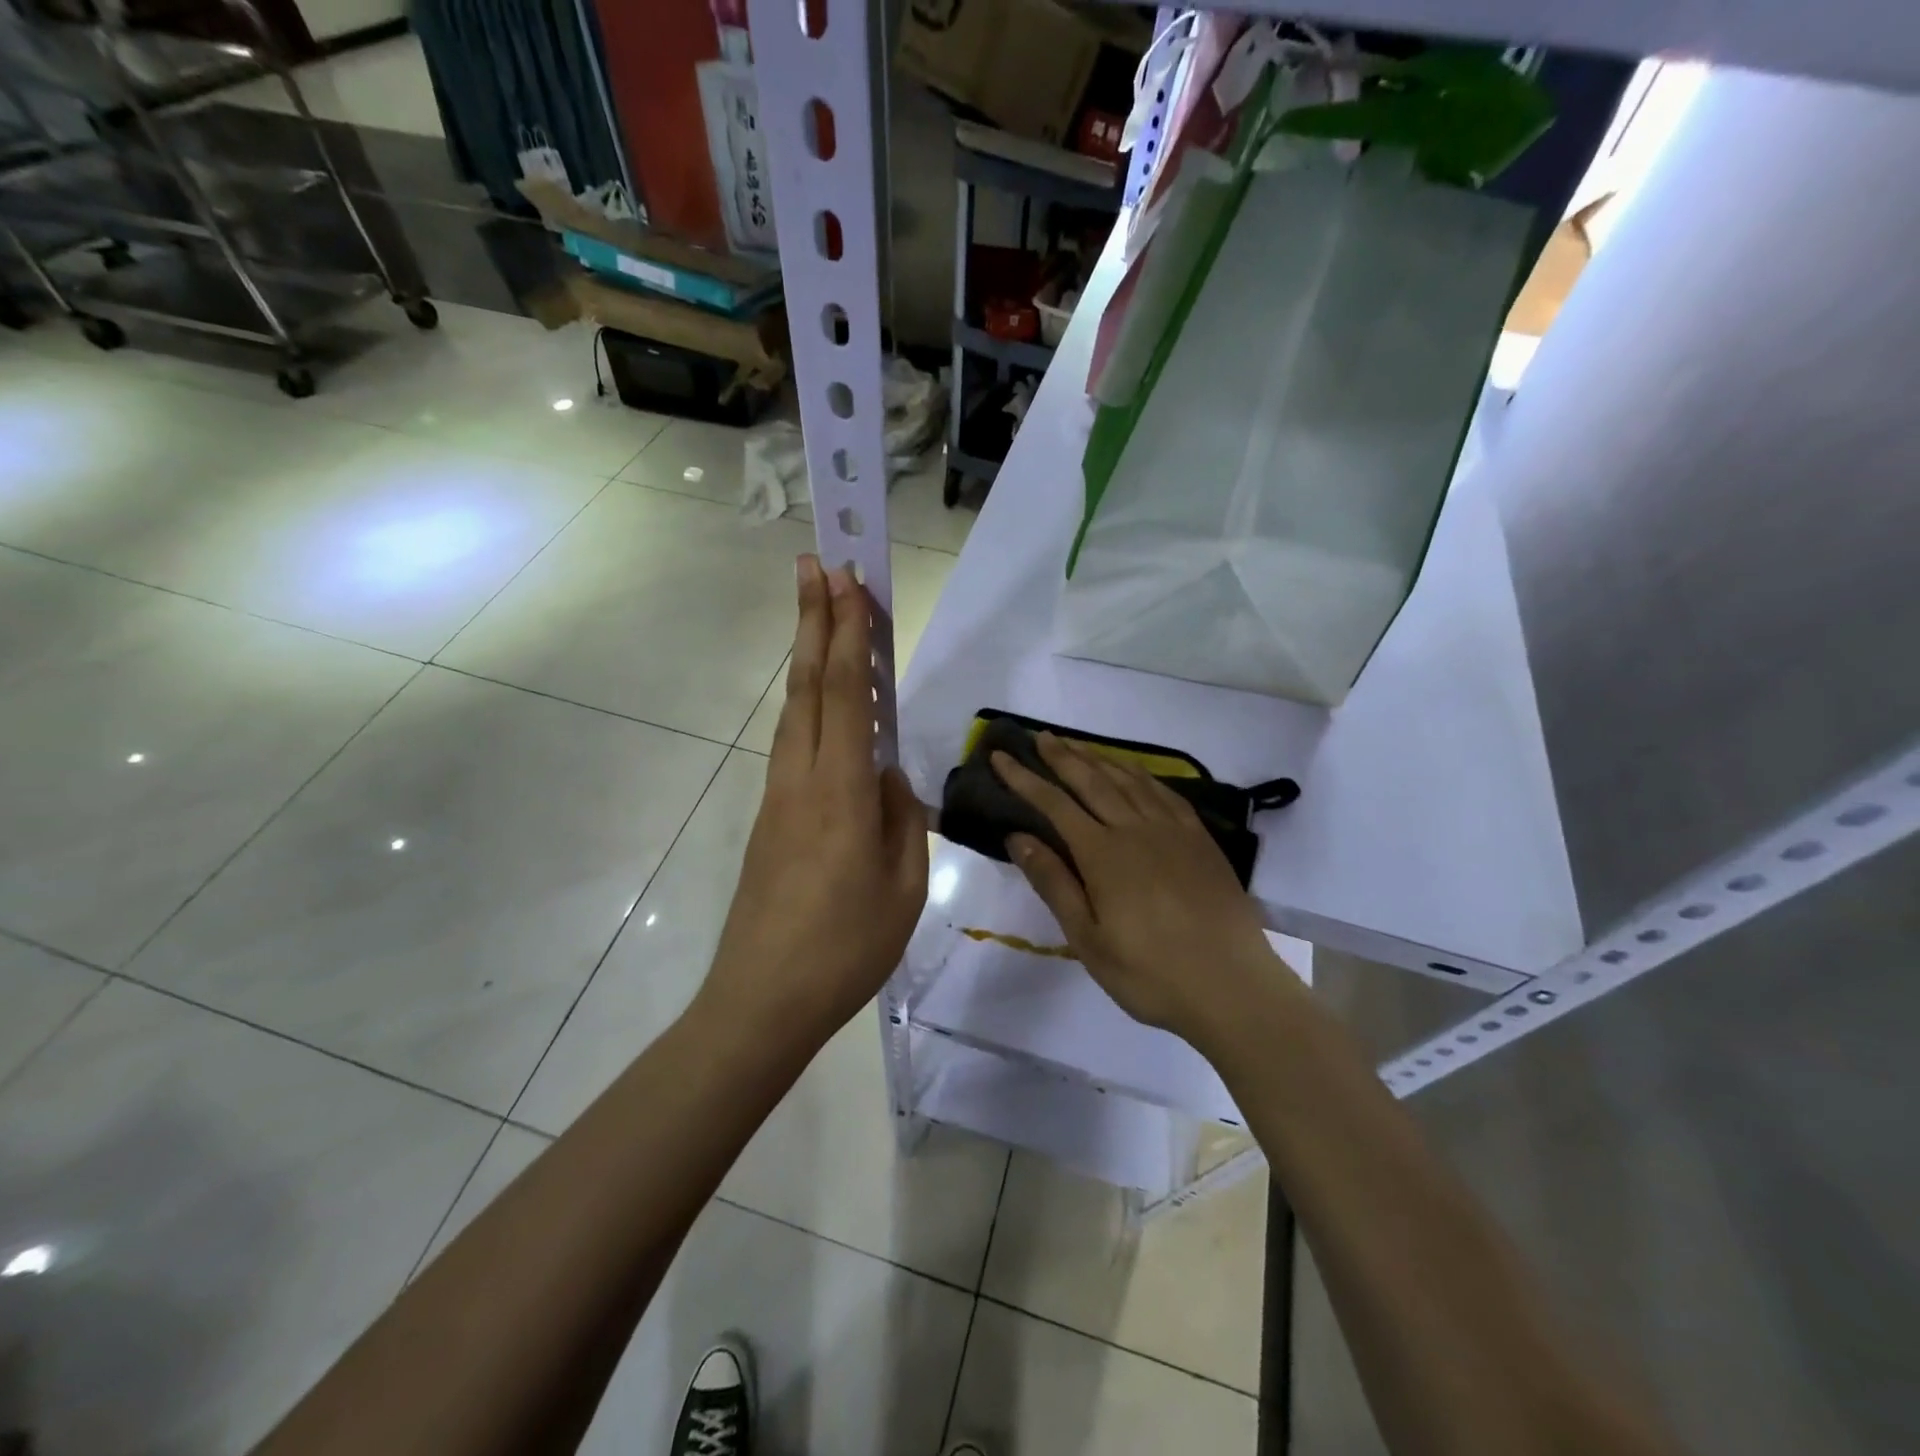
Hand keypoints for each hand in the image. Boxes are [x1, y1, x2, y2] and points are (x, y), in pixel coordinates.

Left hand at [699, 556, 927, 1047]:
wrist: (762, 999)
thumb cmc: (845, 949)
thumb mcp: (902, 887)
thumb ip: (900, 820)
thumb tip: (888, 777)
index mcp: (840, 792)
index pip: (846, 694)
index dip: (846, 633)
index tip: (845, 581)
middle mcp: (802, 778)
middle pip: (808, 684)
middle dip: (814, 620)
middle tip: (817, 565)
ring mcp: (779, 796)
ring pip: (794, 709)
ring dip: (808, 656)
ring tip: (821, 615)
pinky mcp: (771, 816)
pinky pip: (793, 742)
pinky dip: (809, 702)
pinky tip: (823, 701)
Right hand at [993, 734, 1294, 1047]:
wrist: (1232, 987)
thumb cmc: (1150, 973)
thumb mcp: (1088, 939)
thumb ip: (1054, 883)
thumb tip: (1018, 836)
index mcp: (1103, 854)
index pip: (1054, 804)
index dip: (1025, 779)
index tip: (1001, 757)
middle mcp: (1136, 829)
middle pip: (1091, 781)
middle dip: (1061, 756)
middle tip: (1040, 736)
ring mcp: (1173, 830)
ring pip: (1128, 780)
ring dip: (1098, 758)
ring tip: (1077, 745)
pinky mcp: (1200, 839)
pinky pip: (1164, 792)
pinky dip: (1141, 774)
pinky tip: (1133, 772)